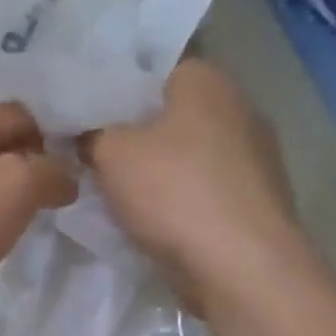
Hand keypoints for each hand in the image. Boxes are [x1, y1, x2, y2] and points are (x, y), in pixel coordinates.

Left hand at [0, 103, 75, 335]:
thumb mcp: (11, 189)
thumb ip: (48, 170)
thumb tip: (64, 177)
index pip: (21, 114)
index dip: (53, 138)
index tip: (78, 175)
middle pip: (1, 144)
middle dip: (34, 166)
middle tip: (62, 199)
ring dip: (12, 195)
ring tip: (36, 222)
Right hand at [80, 58, 314, 312]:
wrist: (241, 268)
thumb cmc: (174, 192)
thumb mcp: (109, 153)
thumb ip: (90, 133)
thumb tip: (85, 133)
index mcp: (206, 80)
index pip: (150, 67)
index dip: (112, 87)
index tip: (81, 110)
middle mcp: (238, 106)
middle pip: (168, 111)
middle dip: (131, 129)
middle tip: (88, 148)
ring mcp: (253, 155)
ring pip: (185, 151)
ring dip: (154, 167)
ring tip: (111, 185)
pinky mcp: (254, 198)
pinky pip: (201, 185)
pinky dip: (176, 196)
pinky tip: (148, 215)